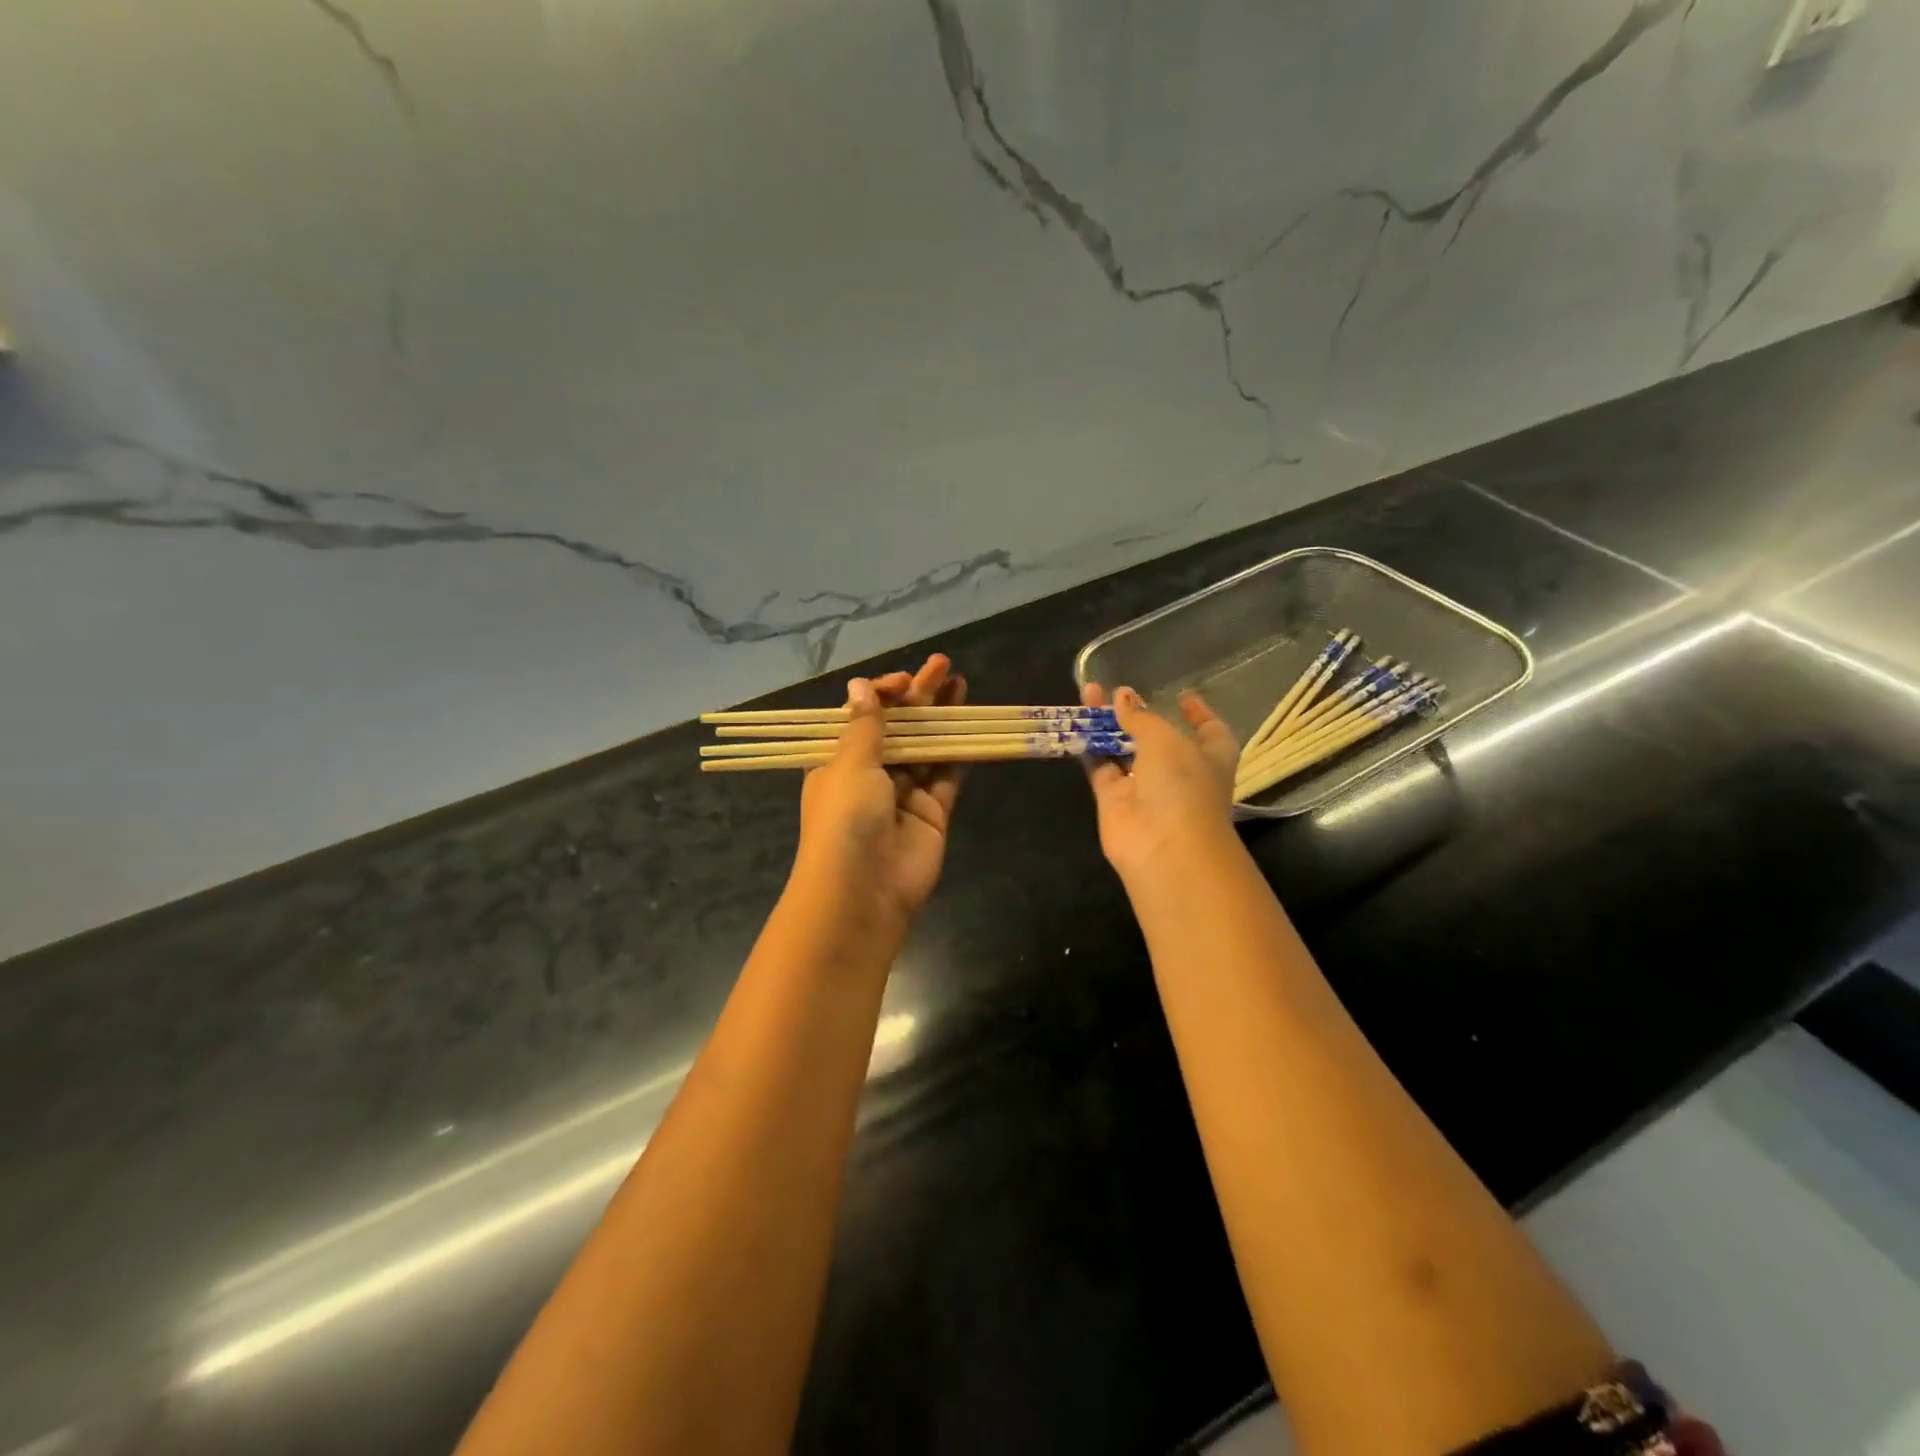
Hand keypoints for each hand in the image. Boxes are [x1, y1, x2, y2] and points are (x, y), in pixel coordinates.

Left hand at [796, 654, 966, 930]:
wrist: (864, 891)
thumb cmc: (845, 819)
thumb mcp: (849, 764)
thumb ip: (865, 725)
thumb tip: (861, 685)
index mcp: (837, 761)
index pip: (862, 717)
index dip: (883, 695)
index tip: (904, 682)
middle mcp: (870, 775)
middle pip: (898, 727)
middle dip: (918, 697)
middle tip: (943, 665)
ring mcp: (903, 793)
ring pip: (926, 746)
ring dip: (941, 717)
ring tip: (960, 683)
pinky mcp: (933, 811)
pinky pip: (947, 774)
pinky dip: (958, 749)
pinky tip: (969, 723)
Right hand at [1081, 682, 1238, 883]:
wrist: (1164, 846)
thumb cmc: (1182, 784)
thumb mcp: (1165, 739)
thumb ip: (1141, 716)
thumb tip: (1122, 696)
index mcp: (1210, 756)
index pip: (1209, 729)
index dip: (1197, 713)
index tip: (1181, 695)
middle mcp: (1179, 771)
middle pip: (1157, 736)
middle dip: (1138, 713)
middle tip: (1114, 689)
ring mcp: (1145, 787)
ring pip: (1124, 749)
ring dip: (1107, 724)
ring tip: (1087, 693)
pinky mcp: (1114, 800)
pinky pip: (1100, 767)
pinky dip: (1089, 747)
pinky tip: (1076, 722)